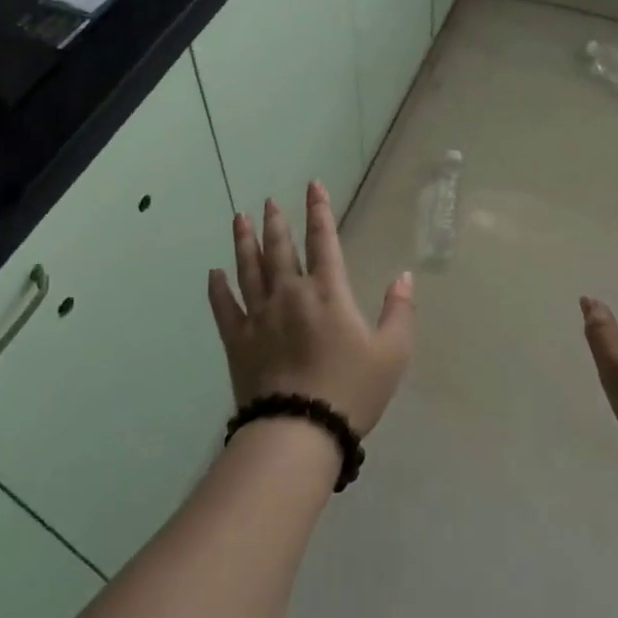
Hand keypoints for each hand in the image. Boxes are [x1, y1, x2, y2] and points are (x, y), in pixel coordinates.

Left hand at [207, 182, 415, 436]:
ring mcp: (260, 315)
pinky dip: (218, 288)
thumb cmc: (351, 390)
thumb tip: (404, 276)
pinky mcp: (238, 340)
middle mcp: (290, 293)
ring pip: (249, 268)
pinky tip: (214, 273)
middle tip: (269, 201)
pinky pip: (224, 306)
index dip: (319, 210)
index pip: (324, 240)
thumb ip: (400, 311)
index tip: (313, 186)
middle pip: (280, 248)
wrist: (300, 431)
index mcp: (328, 292)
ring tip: (240, 219)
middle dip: (276, 221)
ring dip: (244, 242)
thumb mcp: (392, 352)